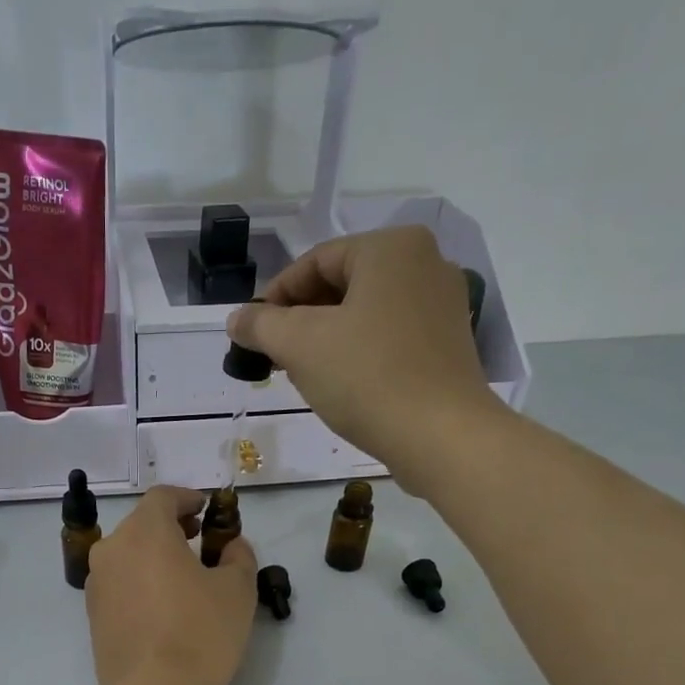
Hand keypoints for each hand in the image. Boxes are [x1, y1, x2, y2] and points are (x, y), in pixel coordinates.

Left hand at [86, 486, 256, 684]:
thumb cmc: (201, 631)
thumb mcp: (237, 589)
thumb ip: (238, 555)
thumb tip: (231, 546)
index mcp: (144, 532)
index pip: (162, 497)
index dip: (187, 498)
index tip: (207, 510)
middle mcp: (111, 550)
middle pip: (142, 525)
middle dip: (171, 528)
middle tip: (199, 542)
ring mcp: (96, 584)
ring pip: (128, 556)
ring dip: (154, 557)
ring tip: (183, 579)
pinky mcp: (92, 616)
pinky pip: (120, 585)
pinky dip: (140, 583)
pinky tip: (163, 608)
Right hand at [227, 226, 505, 493]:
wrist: (441, 436)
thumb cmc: (367, 377)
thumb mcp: (300, 346)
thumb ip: (261, 325)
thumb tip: (237, 319)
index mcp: (391, 248)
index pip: (315, 261)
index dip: (275, 296)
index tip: (251, 332)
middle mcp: (425, 263)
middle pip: (342, 284)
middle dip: (301, 319)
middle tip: (272, 356)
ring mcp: (442, 305)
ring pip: (365, 313)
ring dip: (326, 339)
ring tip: (301, 373)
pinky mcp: (448, 345)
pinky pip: (390, 337)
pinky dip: (358, 353)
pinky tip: (340, 384)